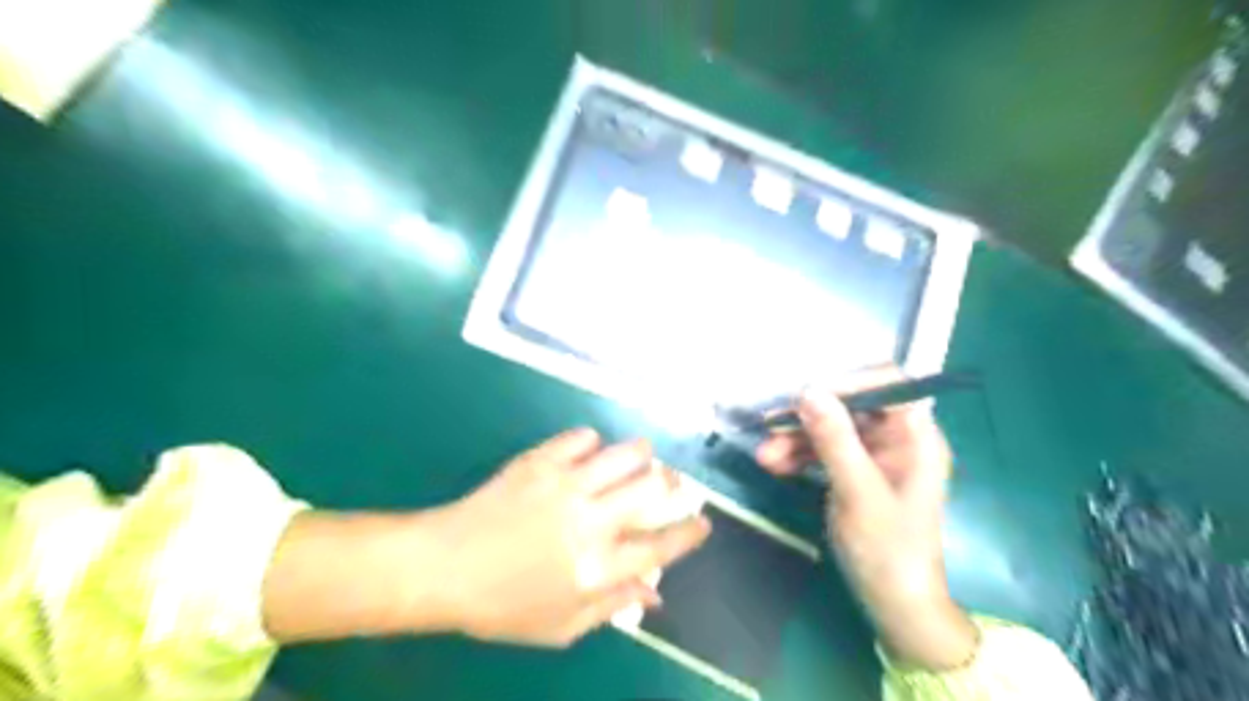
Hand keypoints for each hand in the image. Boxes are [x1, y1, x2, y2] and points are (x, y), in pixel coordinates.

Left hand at [263, 431, 706, 648]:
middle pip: (653, 488)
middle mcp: (590, 519)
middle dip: (674, 484)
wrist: (442, 566)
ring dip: (643, 454)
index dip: (689, 531)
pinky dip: (594, 441)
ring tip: (643, 458)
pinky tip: (591, 451)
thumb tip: (655, 591)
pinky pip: (582, 437)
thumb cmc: (502, 606)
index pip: (661, 544)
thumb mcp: (561, 626)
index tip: (704, 522)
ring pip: (625, 453)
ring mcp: (565, 484)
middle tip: (673, 485)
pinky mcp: (540, 461)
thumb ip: (612, 606)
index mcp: (597, 566)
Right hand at [755, 366, 979, 667]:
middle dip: (809, 415)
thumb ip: (835, 440)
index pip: (888, 383)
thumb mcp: (858, 493)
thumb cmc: (889, 550)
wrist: (894, 604)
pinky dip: (799, 455)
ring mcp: (875, 454)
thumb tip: (807, 390)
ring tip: (764, 455)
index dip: (848, 381)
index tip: (805, 395)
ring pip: (831, 427)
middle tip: (770, 424)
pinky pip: (824, 450)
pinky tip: (774, 465)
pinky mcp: (855, 470)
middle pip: (850, 405)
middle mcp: (897, 437)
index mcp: (916, 436)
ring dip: (796, 438)